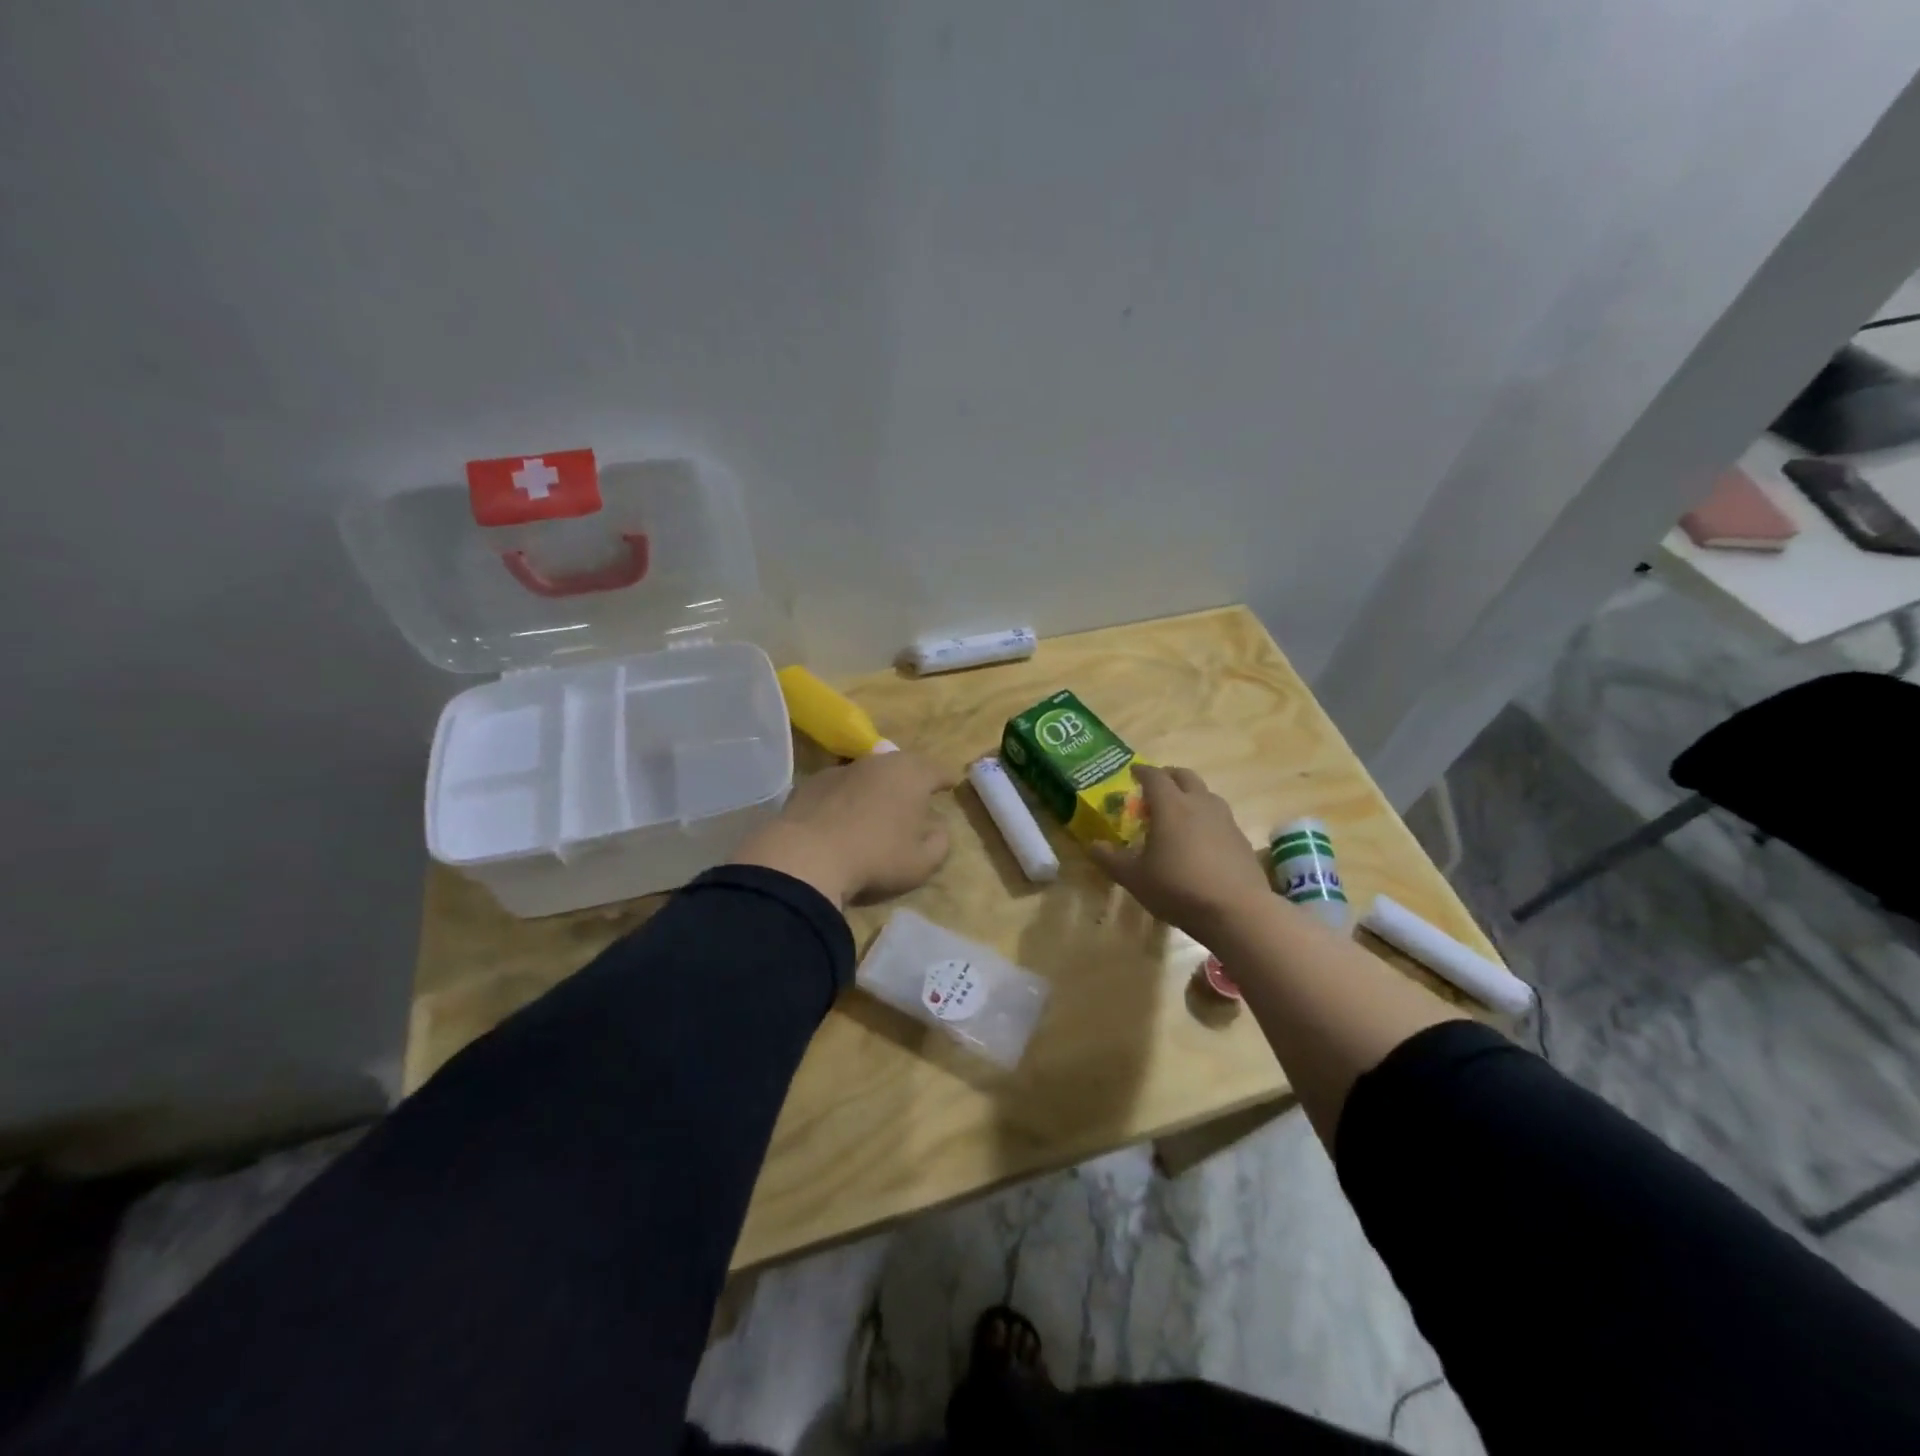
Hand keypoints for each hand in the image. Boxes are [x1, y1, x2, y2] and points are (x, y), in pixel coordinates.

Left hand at [731, 751, 956, 908]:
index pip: (937, 770)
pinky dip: (848, 795)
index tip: (950, 784)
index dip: (946, 778)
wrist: (807, 856)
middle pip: (903, 763)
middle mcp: (879, 763)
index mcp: (912, 775)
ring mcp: (843, 769)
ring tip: (881, 803)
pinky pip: (841, 785)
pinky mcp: (813, 782)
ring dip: (879, 784)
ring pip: (870, 771)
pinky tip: (844, 815)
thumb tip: (937, 828)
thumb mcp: (922, 862)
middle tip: (918, 792)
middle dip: (913, 776)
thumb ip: (939, 842)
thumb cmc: (876, 857)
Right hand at [1088, 766, 1272, 938]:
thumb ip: (1111, 859)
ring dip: (1190, 795)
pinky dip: (1206, 818)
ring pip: (1206, 794)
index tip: (1133, 772)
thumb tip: (1092, 845)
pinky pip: (1220, 817)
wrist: (1237, 911)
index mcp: (1170, 805)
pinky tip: (1201, 840)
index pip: (1154, 776)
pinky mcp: (1241, 838)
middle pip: (1184, 776)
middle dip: (1168, 776)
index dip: (1142, 771)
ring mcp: (1225, 819)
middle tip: (1155, 787)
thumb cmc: (1178, 888)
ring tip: (1178, 813)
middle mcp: (1199, 804)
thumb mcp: (1135, 878)